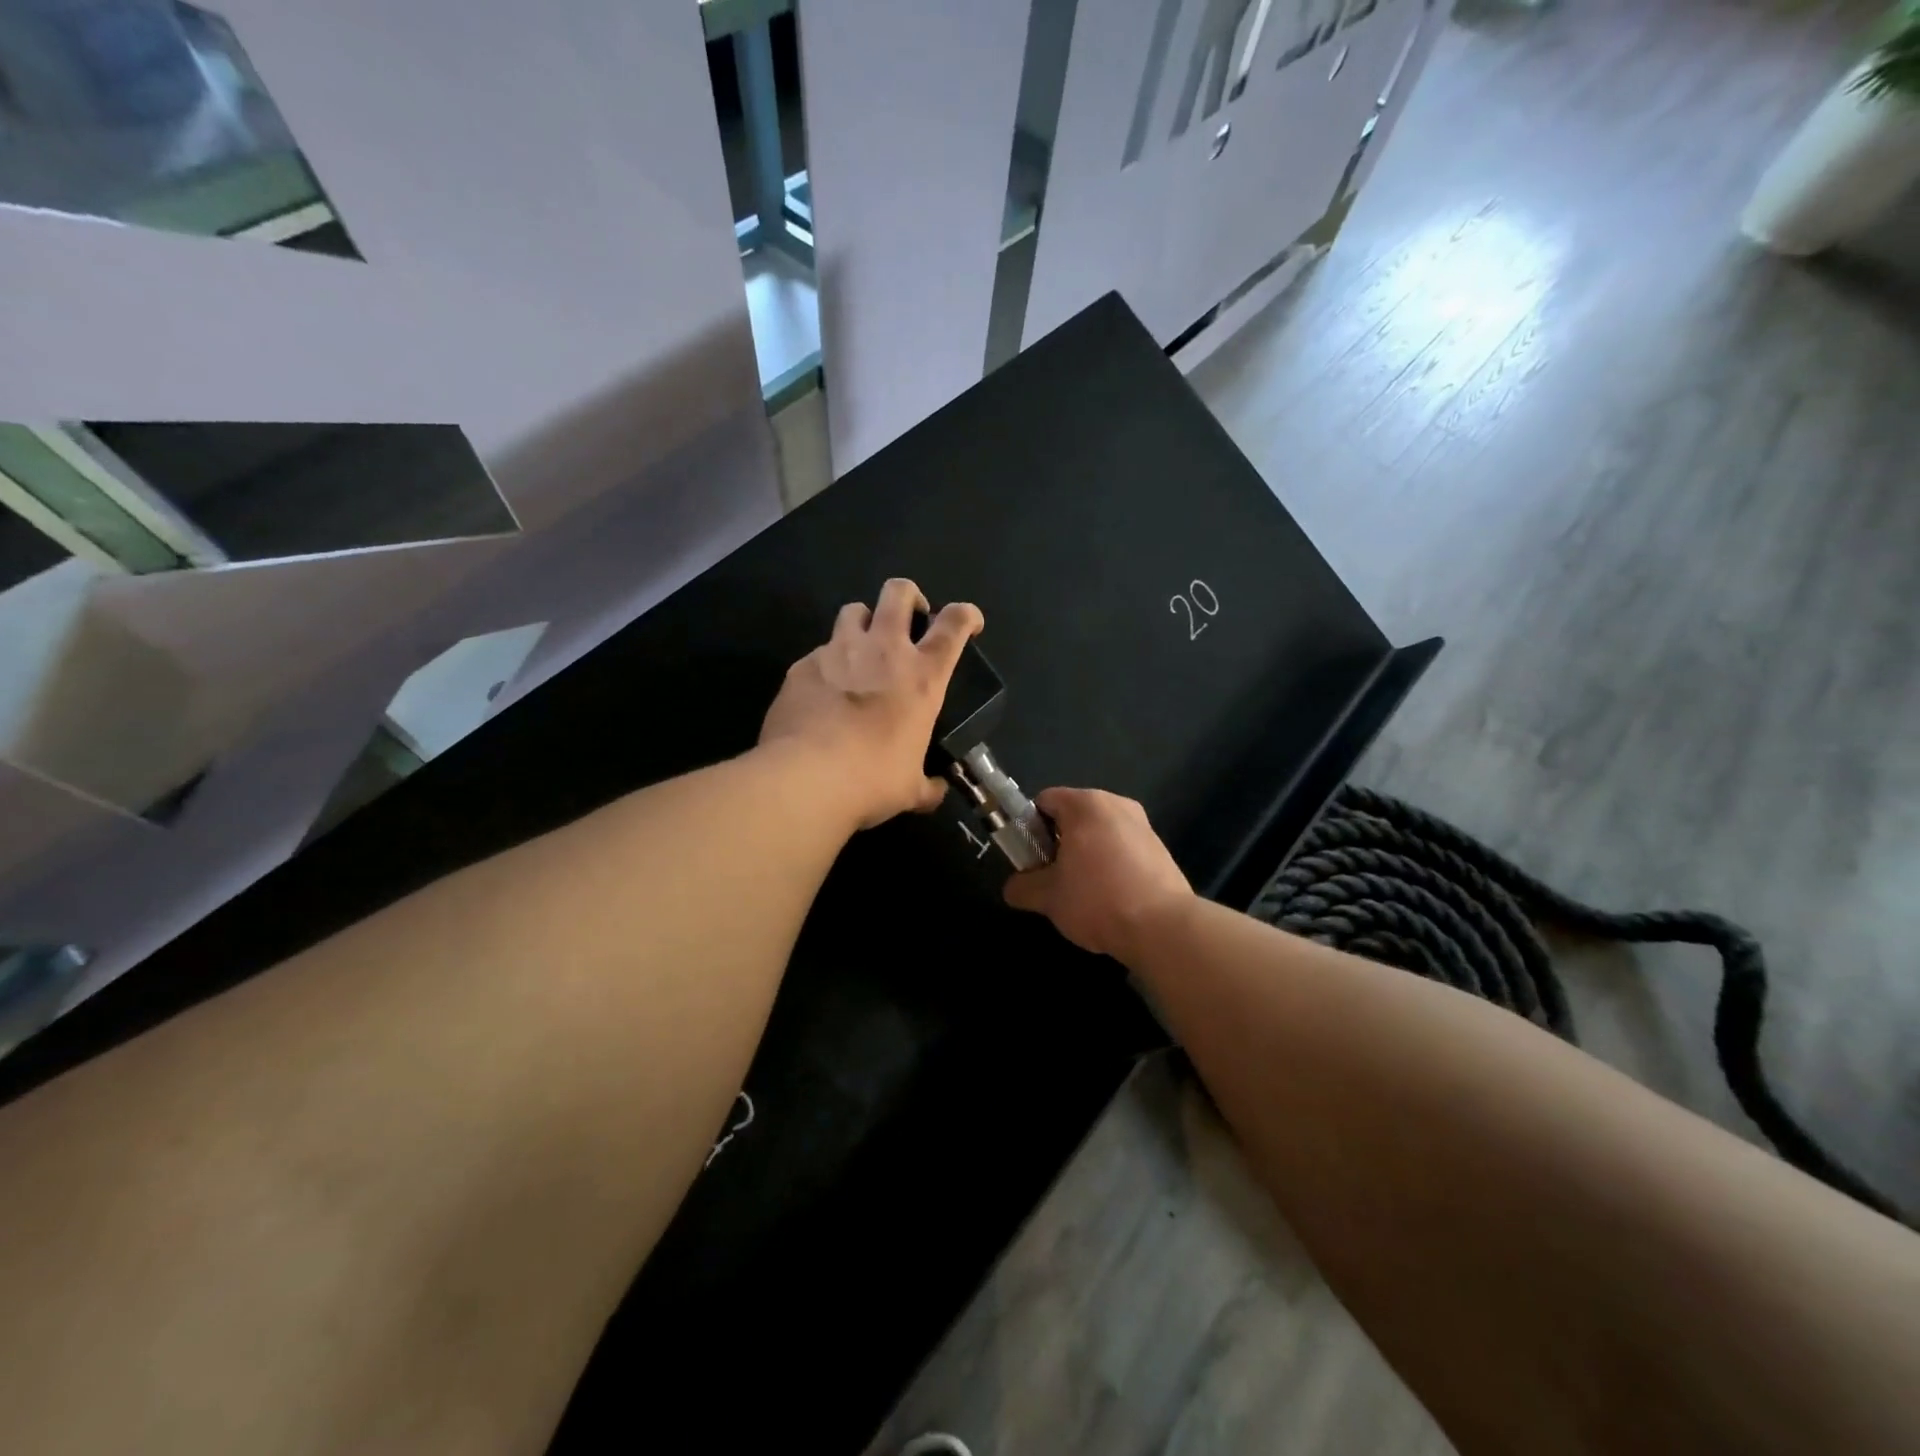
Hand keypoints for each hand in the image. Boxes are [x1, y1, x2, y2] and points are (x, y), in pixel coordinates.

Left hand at [759, 578, 983, 829]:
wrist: (806, 779)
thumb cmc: (873, 780)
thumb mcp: (911, 789)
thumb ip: (927, 785)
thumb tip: (936, 791)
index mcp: (922, 676)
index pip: (954, 624)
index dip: (966, 615)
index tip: (969, 622)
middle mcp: (883, 650)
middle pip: (899, 592)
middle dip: (908, 596)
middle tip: (909, 619)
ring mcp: (838, 652)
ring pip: (853, 610)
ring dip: (863, 622)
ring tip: (861, 649)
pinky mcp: (802, 665)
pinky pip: (819, 652)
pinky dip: (827, 664)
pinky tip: (822, 692)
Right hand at [1003, 788, 1194, 961]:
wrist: (1163, 928)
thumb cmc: (1097, 899)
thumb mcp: (1048, 897)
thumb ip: (1022, 887)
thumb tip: (1013, 888)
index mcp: (1086, 804)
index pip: (1044, 801)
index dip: (1030, 828)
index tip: (1030, 859)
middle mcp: (1117, 804)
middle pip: (1074, 816)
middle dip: (1059, 843)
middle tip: (1052, 877)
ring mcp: (1143, 825)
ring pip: (1100, 833)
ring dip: (1085, 855)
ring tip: (1082, 892)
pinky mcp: (1161, 849)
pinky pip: (1123, 848)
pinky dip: (1111, 865)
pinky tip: (1110, 897)